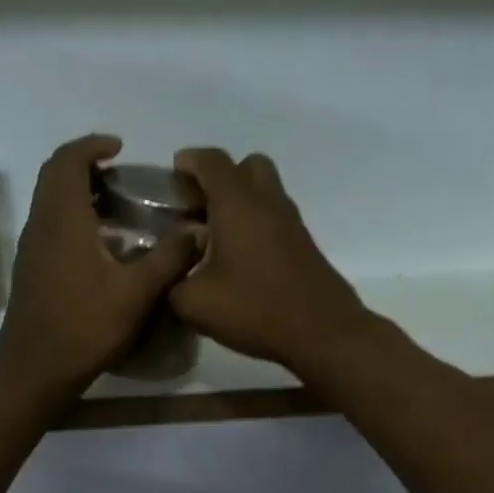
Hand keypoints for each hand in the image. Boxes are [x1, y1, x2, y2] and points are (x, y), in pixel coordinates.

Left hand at [0, 134, 199, 402]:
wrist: (36, 370)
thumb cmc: (86, 327)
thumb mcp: (137, 294)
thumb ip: (169, 258)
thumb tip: (198, 230)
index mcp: (63, 220)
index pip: (67, 161)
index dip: (91, 145)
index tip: (119, 148)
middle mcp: (40, 226)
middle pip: (53, 176)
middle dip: (83, 165)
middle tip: (118, 175)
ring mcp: (30, 250)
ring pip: (48, 203)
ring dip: (75, 193)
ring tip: (114, 207)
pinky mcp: (30, 271)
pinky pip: (48, 227)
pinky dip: (70, 219)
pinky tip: (99, 247)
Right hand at [170, 148, 373, 371]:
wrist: (321, 331)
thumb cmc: (254, 308)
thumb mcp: (195, 302)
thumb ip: (173, 282)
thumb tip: (172, 273)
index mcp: (237, 202)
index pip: (211, 161)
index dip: (189, 161)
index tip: (172, 176)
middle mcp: (267, 201)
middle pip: (246, 166)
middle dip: (221, 178)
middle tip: (199, 207)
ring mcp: (291, 222)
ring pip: (265, 192)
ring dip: (240, 203)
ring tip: (215, 237)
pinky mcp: (304, 245)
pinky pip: (275, 219)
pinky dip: (255, 225)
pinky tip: (239, 259)